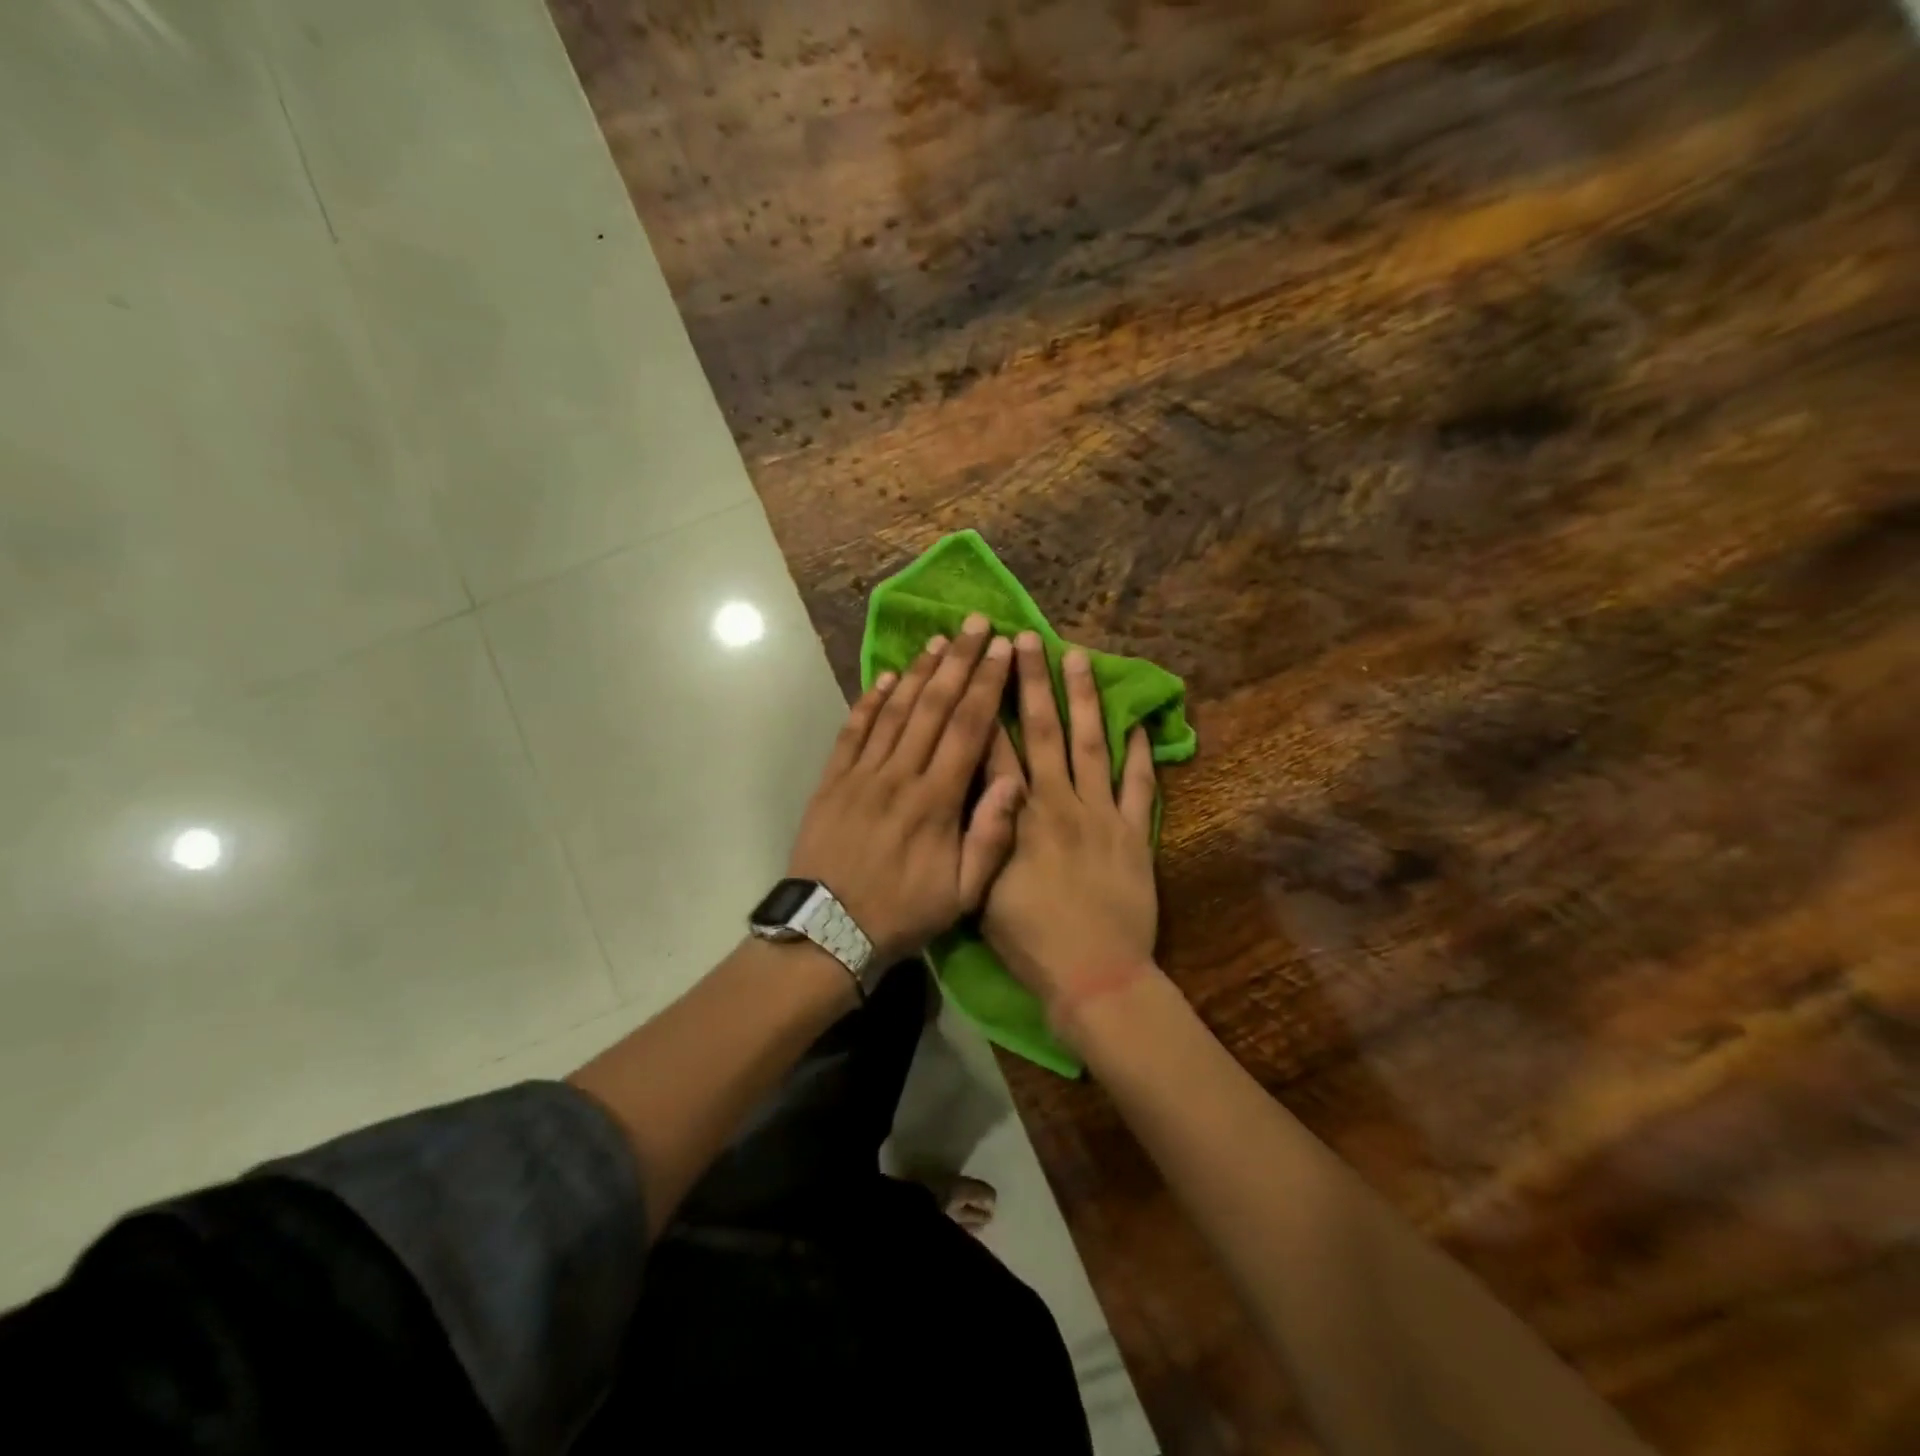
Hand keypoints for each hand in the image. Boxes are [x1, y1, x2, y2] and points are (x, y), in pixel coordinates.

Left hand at [787, 614, 1024, 966]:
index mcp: (936, 801)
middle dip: (958, 662)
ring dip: (917, 673)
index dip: (987, 685)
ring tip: (937, 641)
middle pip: (933, 707)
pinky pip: (853, 732)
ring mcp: (862, 775)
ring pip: (894, 712)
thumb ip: (991, 836)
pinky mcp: (832, 781)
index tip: (1002, 650)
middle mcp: (900, 776)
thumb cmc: (903, 914)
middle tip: (975, 624)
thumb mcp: (963, 894)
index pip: (968, 729)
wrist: (828, 932)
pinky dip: (869, 702)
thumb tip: (1014, 780)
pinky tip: (884, 678)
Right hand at [981, 633, 1160, 1018]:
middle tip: (1027, 639)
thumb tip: (972, 789)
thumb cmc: (1029, 940)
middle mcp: (1058, 803)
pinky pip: (1139, 786)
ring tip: (1079, 657)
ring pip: (1091, 745)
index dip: (987, 702)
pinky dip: (1139, 753)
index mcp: (1017, 818)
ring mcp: (1102, 815)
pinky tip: (1137, 722)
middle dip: (1032, 681)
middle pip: (1042, 731)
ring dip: (1084, 699)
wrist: (1094, 975)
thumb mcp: (981, 891)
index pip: (996, 748)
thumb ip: (979, 835)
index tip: (982, 664)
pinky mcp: (1135, 834)